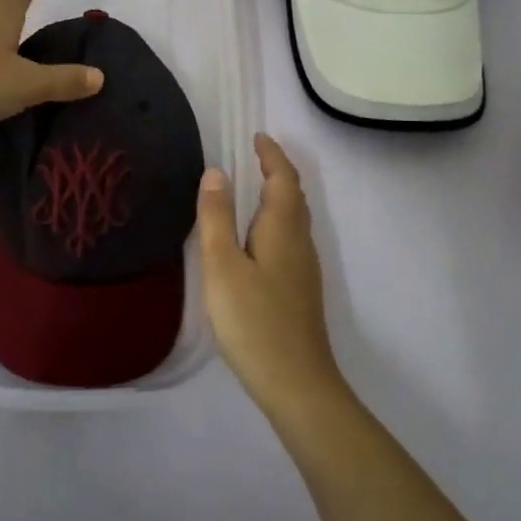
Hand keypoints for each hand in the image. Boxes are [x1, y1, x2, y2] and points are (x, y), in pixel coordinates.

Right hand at [198, 133, 345, 414]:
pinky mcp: (300, 290)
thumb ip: (217, 218)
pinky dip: (276, 220)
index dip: (271, 155)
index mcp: (282, 229)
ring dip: (278, 195)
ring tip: (252, 189)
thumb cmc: (254, 321)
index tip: (257, 137)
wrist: (297, 384)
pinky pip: (290, 238)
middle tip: (254, 156)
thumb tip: (216, 172)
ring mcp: (304, 268)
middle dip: (277, 171)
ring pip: (295, 219)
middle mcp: (300, 242)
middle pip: (294, 196)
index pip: (283, 179)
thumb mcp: (223, 266)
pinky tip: (257, 239)